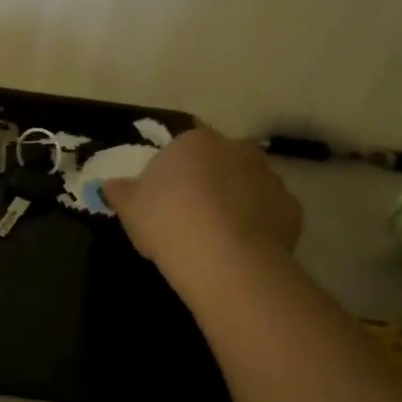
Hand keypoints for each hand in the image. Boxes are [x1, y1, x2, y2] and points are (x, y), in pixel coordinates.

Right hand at [102, 127, 301, 274]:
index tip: (162, 199)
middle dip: (208, 182)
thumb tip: (110, 185)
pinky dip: (256, 224)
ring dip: (234, 201)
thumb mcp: (129, 209)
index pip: (182, 148)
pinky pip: (267, 212)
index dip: (172, 173)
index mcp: (195, 141)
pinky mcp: (291, 208)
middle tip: (188, 216)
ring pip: (246, 185)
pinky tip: (239, 248)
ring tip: (215, 237)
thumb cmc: (168, 223)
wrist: (223, 259)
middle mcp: (237, 149)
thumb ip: (120, 192)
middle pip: (218, 162)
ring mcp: (269, 177)